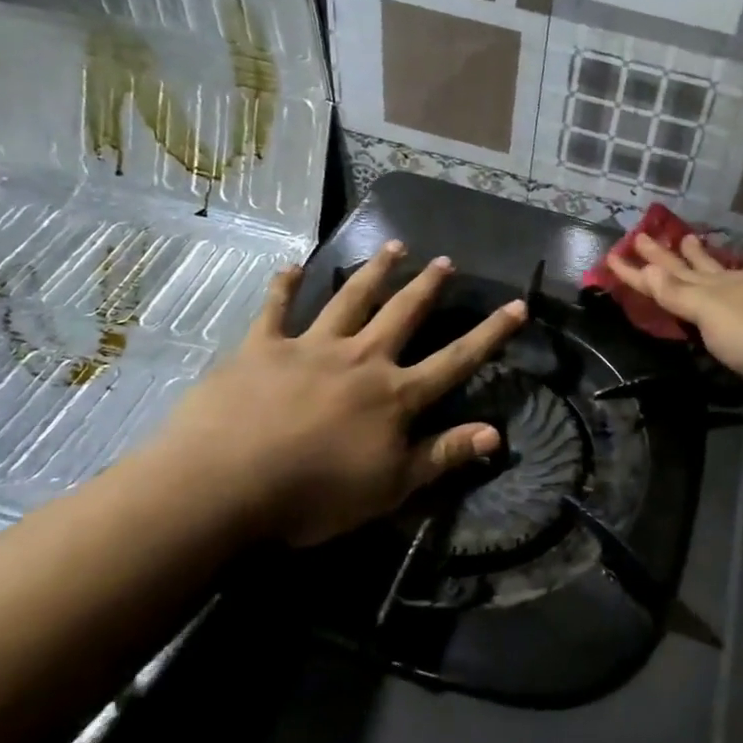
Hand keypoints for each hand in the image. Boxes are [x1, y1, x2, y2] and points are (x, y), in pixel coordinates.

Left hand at [149, 242, 525, 544]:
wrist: (223, 485)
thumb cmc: (314, 495)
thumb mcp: (390, 487)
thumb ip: (443, 455)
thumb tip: (497, 433)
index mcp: (394, 394)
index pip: (456, 359)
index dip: (490, 333)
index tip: (518, 305)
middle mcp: (361, 359)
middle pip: (403, 314)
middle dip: (427, 287)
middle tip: (445, 260)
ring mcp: (310, 347)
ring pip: (351, 299)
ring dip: (375, 272)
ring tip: (394, 247)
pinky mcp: (262, 348)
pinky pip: (276, 309)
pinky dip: (285, 286)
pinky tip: (292, 265)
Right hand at [605, 233, 742, 396]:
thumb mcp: (711, 316)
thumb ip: (679, 294)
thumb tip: (645, 268)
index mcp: (711, 288)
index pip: (664, 277)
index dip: (637, 271)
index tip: (611, 256)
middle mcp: (731, 285)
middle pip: (691, 267)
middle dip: (665, 255)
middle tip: (644, 234)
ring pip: (721, 270)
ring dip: (702, 258)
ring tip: (691, 239)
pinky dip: (737, 276)